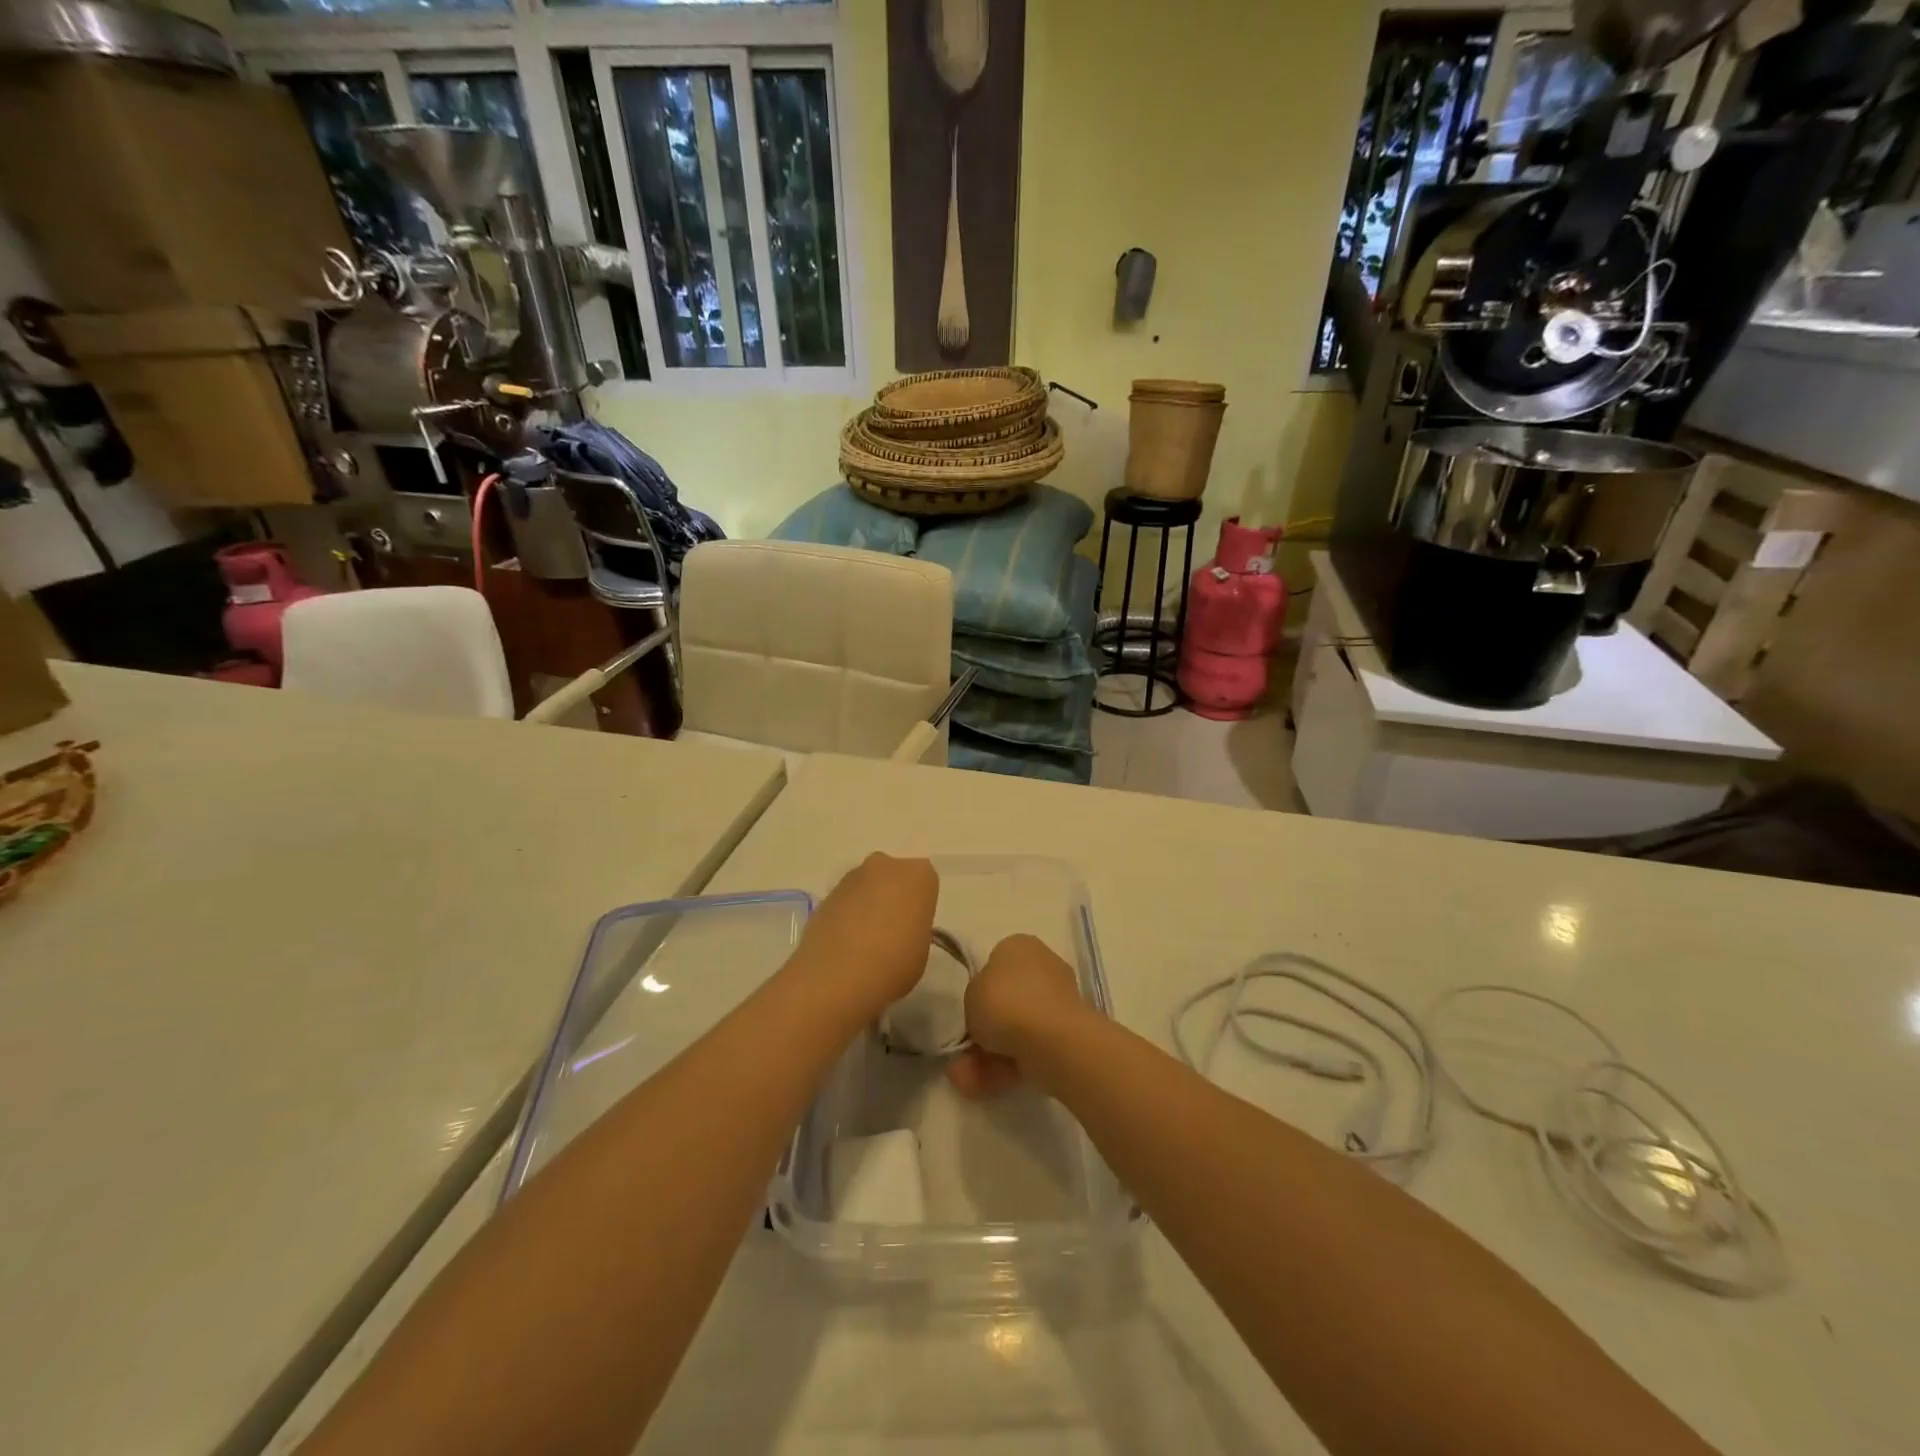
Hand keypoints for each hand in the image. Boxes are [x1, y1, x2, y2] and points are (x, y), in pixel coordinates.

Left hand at [797, 854, 938, 1018]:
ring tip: (864, 942)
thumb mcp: (921, 949)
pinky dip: (845, 916)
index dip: (919, 905)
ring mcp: (851, 877)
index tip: (915, 927)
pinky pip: (844, 902)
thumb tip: (899, 930)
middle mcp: (885, 866)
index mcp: (918, 875)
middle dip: (892, 896)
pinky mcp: (825, 895)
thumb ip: (914, 928)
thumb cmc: (894, 964)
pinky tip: (844, 945)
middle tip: (891, 931)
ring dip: (867, 905)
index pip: (925, 882)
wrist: (837, 977)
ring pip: (866, 887)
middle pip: (893, 877)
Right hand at [946, 934, 1087, 1099]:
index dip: (980, 990)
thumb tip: (985, 1015)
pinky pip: (1030, 1047)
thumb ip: (975, 1000)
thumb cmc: (1004, 1002)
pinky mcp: (1067, 1033)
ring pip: (1017, 1028)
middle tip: (963, 1053)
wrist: (1049, 1038)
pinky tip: (982, 1086)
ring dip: (989, 1054)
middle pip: (1007, 999)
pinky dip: (1007, 1066)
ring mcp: (1059, 1001)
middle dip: (986, 1030)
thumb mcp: (970, 994)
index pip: (995, 963)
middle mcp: (1043, 966)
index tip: (970, 1012)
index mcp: (1019, 945)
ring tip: (965, 1079)